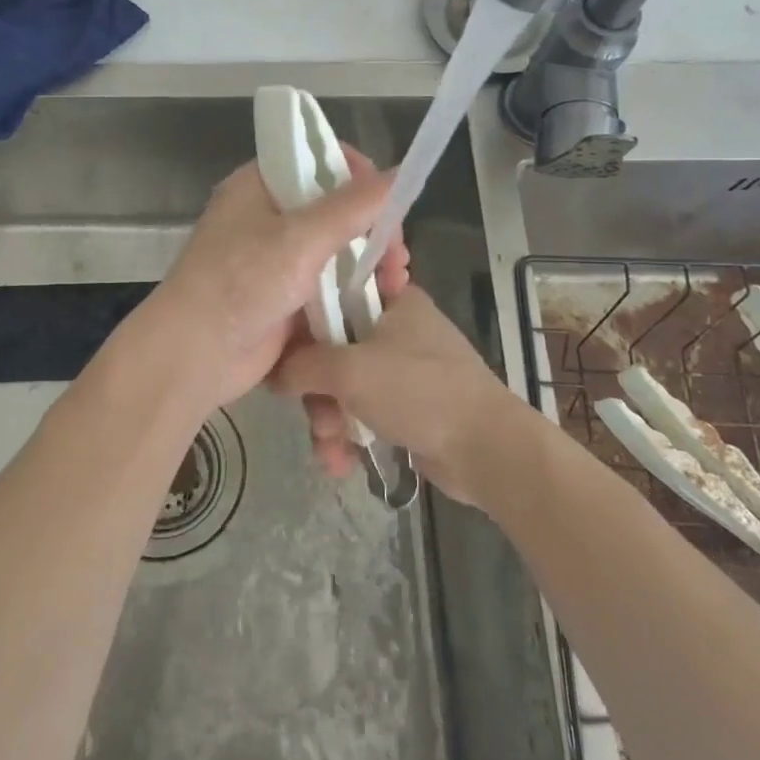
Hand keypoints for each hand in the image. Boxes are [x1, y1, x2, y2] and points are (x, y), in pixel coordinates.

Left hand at [137, 149, 409, 419]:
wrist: (195, 355)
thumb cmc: (241, 283)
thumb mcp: (300, 238)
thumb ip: (354, 205)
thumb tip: (402, 171)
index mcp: (260, 186)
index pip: (317, 160)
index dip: (358, 174)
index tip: (388, 200)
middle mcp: (268, 216)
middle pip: (334, 208)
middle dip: (374, 229)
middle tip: (397, 256)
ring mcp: (276, 259)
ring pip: (336, 250)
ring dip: (370, 263)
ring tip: (397, 282)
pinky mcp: (285, 297)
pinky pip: (329, 285)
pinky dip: (355, 291)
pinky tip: (383, 303)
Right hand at [271, 285, 521, 506]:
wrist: (486, 448)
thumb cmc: (417, 391)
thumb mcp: (349, 370)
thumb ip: (302, 365)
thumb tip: (274, 374)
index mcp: (393, 301)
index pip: (335, 295)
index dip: (305, 322)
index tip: (283, 350)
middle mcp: (399, 328)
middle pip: (335, 349)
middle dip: (318, 392)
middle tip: (316, 418)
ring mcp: (406, 369)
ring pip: (347, 385)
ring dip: (332, 421)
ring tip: (331, 452)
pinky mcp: (411, 406)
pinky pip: (366, 411)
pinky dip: (352, 434)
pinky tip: (343, 464)